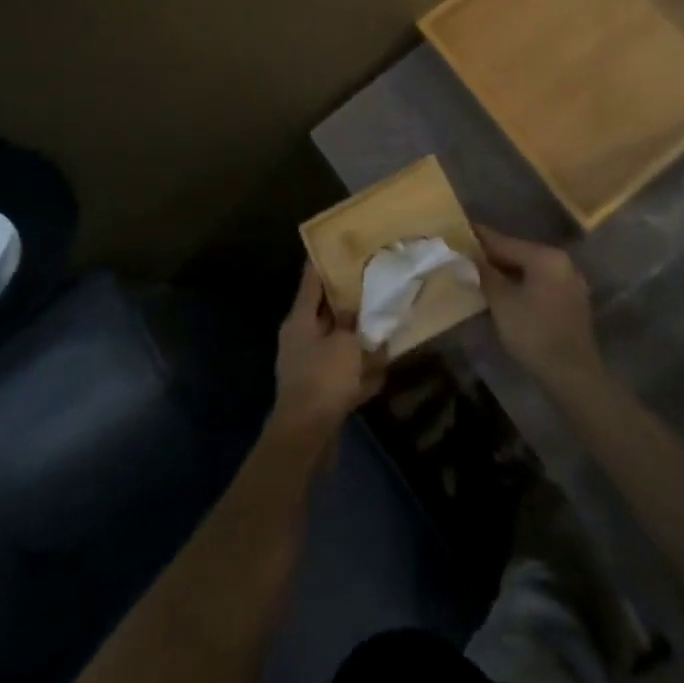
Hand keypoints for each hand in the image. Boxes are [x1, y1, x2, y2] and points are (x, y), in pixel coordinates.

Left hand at [272, 264, 385, 438]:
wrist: (306, 439)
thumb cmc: (323, 379)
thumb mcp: (345, 343)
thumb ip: (353, 322)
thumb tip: (356, 311)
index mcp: (299, 320)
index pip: (311, 280)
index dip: (325, 261)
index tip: (341, 244)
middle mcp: (300, 339)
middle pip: (326, 311)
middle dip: (349, 301)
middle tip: (373, 284)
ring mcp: (308, 367)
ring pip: (336, 343)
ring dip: (357, 338)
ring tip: (383, 325)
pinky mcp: (318, 393)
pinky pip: (342, 372)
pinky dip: (359, 371)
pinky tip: (382, 368)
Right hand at [474, 225, 602, 391]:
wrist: (572, 374)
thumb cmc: (533, 333)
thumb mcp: (502, 302)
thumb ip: (486, 274)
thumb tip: (472, 256)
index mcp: (545, 257)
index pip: (506, 242)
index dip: (482, 238)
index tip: (463, 229)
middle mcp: (562, 262)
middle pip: (521, 253)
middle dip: (496, 255)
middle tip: (470, 254)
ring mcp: (571, 281)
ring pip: (533, 269)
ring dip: (510, 270)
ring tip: (485, 272)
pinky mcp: (574, 300)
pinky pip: (543, 282)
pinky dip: (525, 283)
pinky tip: (509, 291)